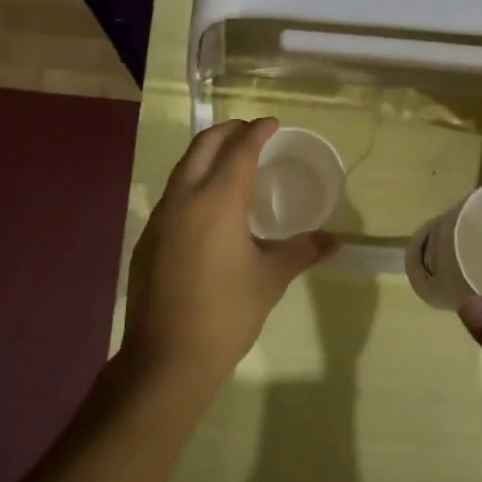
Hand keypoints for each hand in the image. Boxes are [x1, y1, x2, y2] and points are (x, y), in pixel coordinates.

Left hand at [122, 117, 334, 388]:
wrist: (166, 358)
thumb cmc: (226, 313)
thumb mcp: (269, 280)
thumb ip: (299, 252)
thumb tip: (332, 240)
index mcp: (217, 201)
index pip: (239, 151)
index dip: (257, 132)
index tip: (272, 123)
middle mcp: (184, 199)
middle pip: (203, 147)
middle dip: (227, 132)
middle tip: (251, 132)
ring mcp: (161, 219)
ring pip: (183, 170)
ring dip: (207, 156)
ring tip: (231, 163)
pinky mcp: (148, 240)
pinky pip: (173, 196)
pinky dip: (193, 184)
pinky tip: (208, 208)